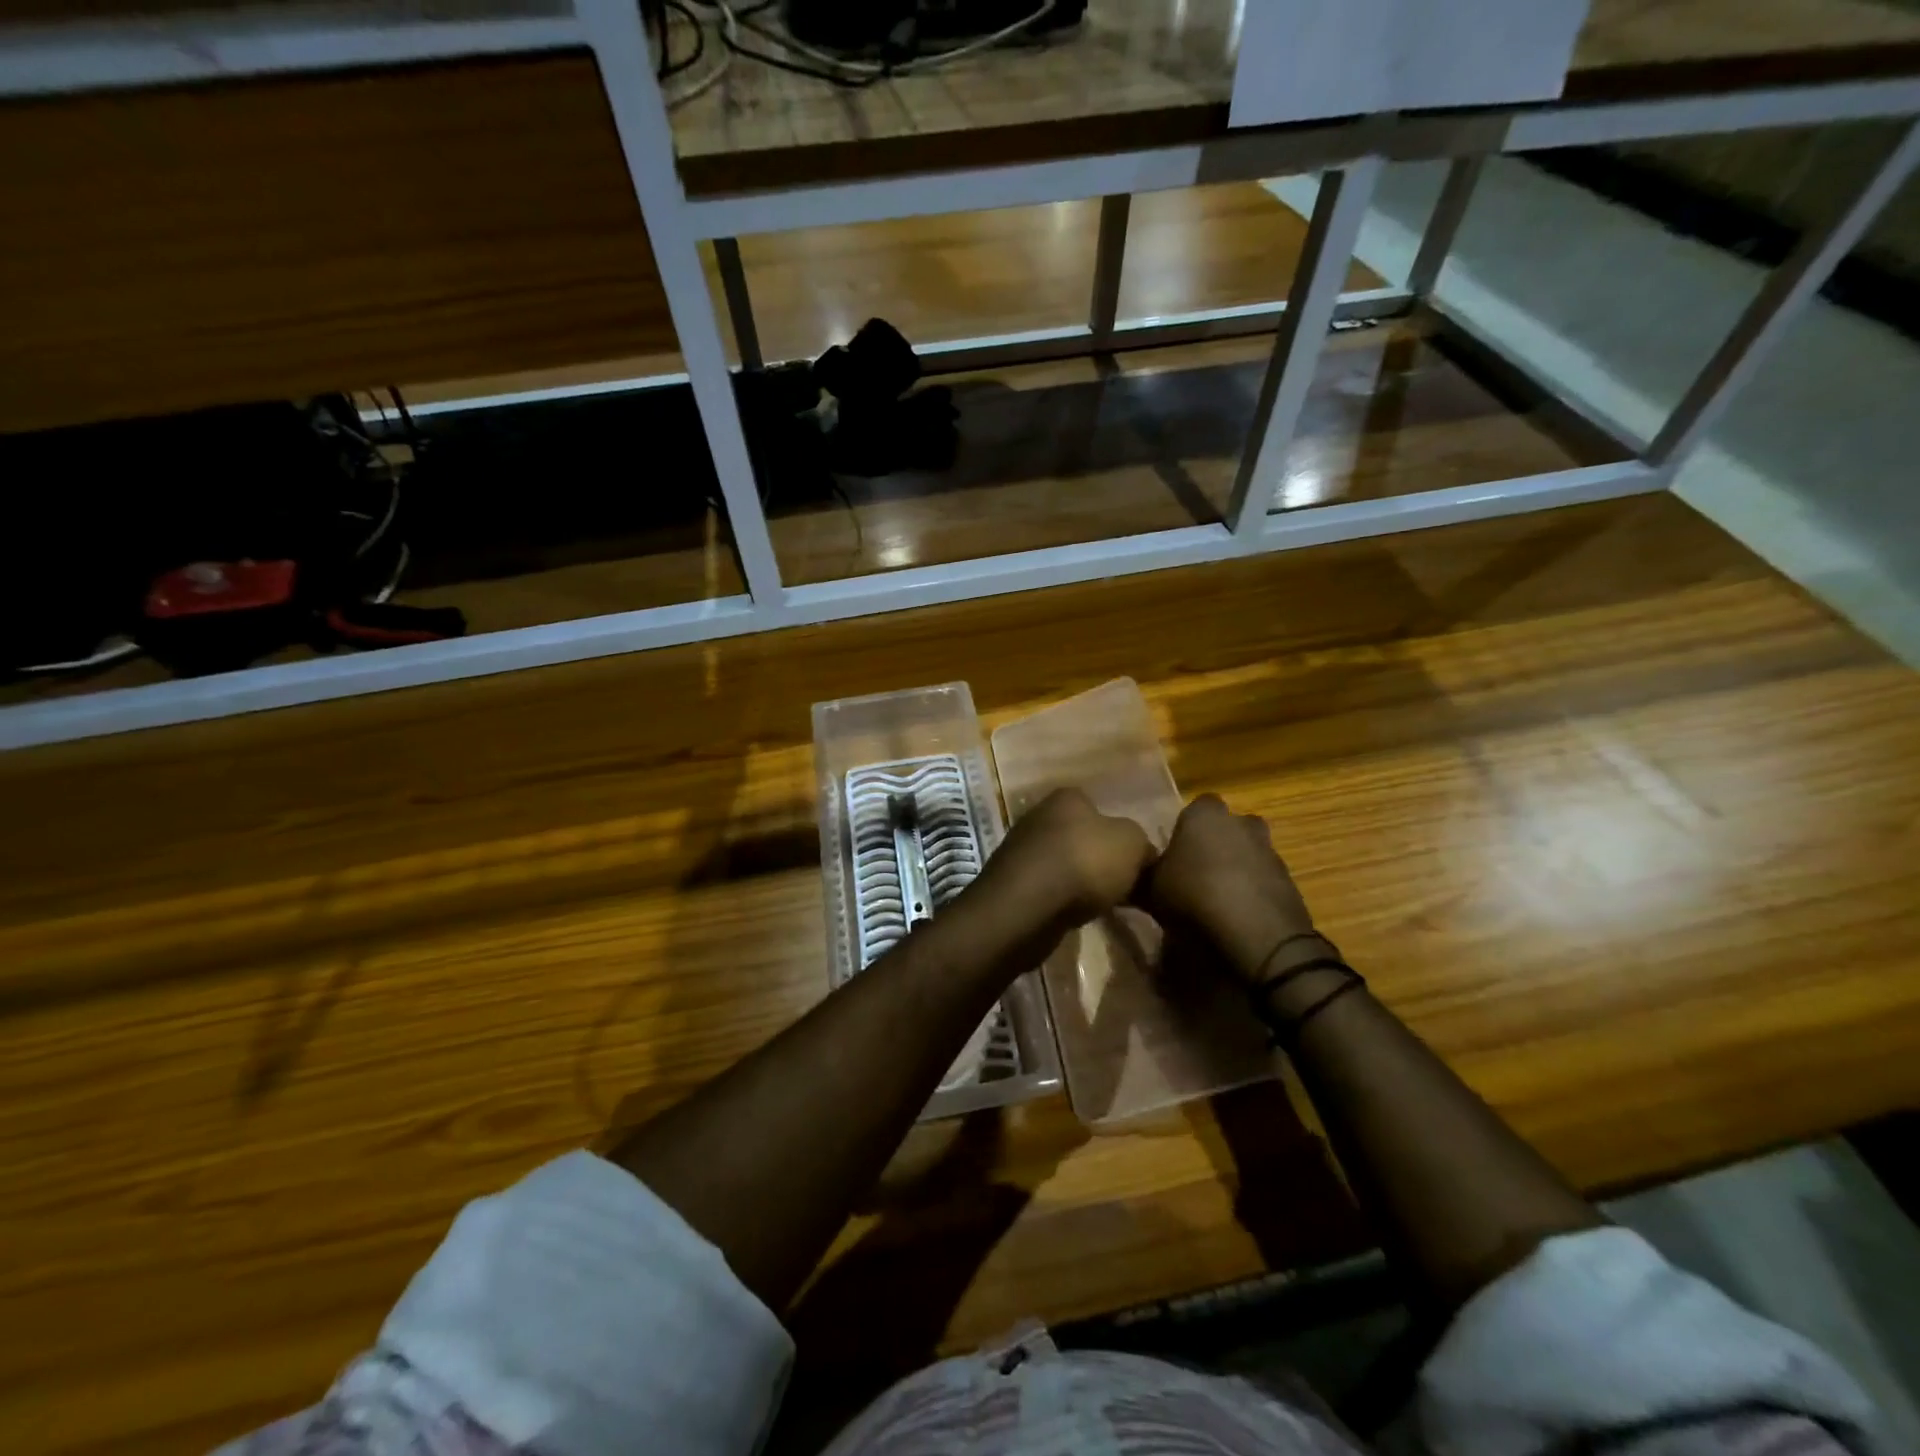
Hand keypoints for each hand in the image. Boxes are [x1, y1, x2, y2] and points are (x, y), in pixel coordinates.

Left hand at [974, 788, 1156, 933]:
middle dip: (1100, 860)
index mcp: (1067, 798)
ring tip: (1104, 905)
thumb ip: (1142, 844)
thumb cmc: (1085, 863)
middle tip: (1124, 886)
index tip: (1135, 861)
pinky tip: (1076, 916)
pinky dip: (1063, 901)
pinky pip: (1049, 889)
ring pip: (1065, 865)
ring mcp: (1021, 850)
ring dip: (1081, 883)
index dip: (1120, 834)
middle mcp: (1040, 816)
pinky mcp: (1012, 883)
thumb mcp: (1132, 844)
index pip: (1100, 808)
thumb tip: (1143, 855)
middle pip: (1081, 838)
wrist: (1028, 906)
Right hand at [1139, 794, 1320, 983]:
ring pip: (1248, 852)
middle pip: (1227, 827)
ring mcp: (1270, 851)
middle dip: (1216, 844)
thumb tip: (1136, 873)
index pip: (1196, 807)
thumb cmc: (1195, 898)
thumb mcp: (1151, 890)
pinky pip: (1264, 880)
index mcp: (1205, 815)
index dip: (1186, 829)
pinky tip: (1238, 916)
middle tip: (1196, 872)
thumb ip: (1145, 874)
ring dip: (1236, 869)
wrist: (1258, 936)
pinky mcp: (1290, 881)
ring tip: (1216, 899)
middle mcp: (1241, 823)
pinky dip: (1253, 892)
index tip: (1176, 853)